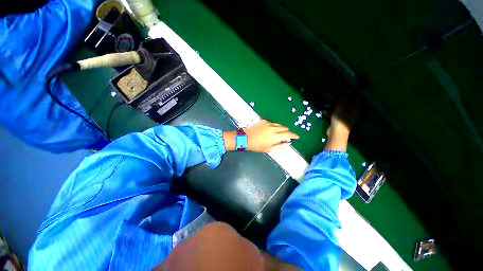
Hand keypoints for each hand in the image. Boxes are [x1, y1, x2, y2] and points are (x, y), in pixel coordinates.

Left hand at [224, 120, 298, 152]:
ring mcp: (268, 123)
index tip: (297, 137)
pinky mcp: (264, 121)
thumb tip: (288, 144)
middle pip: (285, 128)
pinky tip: (270, 130)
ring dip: (281, 128)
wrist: (245, 138)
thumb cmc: (257, 146)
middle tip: (285, 136)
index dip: (294, 135)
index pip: (289, 134)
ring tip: (278, 133)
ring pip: (279, 124)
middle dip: (287, 132)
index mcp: (276, 136)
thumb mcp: (269, 149)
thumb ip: (280, 146)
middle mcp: (274, 128)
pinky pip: (272, 123)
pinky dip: (274, 126)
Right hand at [325, 99, 358, 151]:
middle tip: (330, 99)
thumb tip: (344, 93)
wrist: (336, 133)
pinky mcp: (337, 123)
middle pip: (344, 106)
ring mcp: (344, 119)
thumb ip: (343, 100)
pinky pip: (334, 116)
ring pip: (338, 111)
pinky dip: (329, 113)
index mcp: (355, 110)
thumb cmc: (340, 119)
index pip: (350, 101)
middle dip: (336, 102)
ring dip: (331, 108)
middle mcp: (351, 114)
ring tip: (325, 105)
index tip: (336, 95)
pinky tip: (324, 111)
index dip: (343, 97)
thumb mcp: (342, 107)